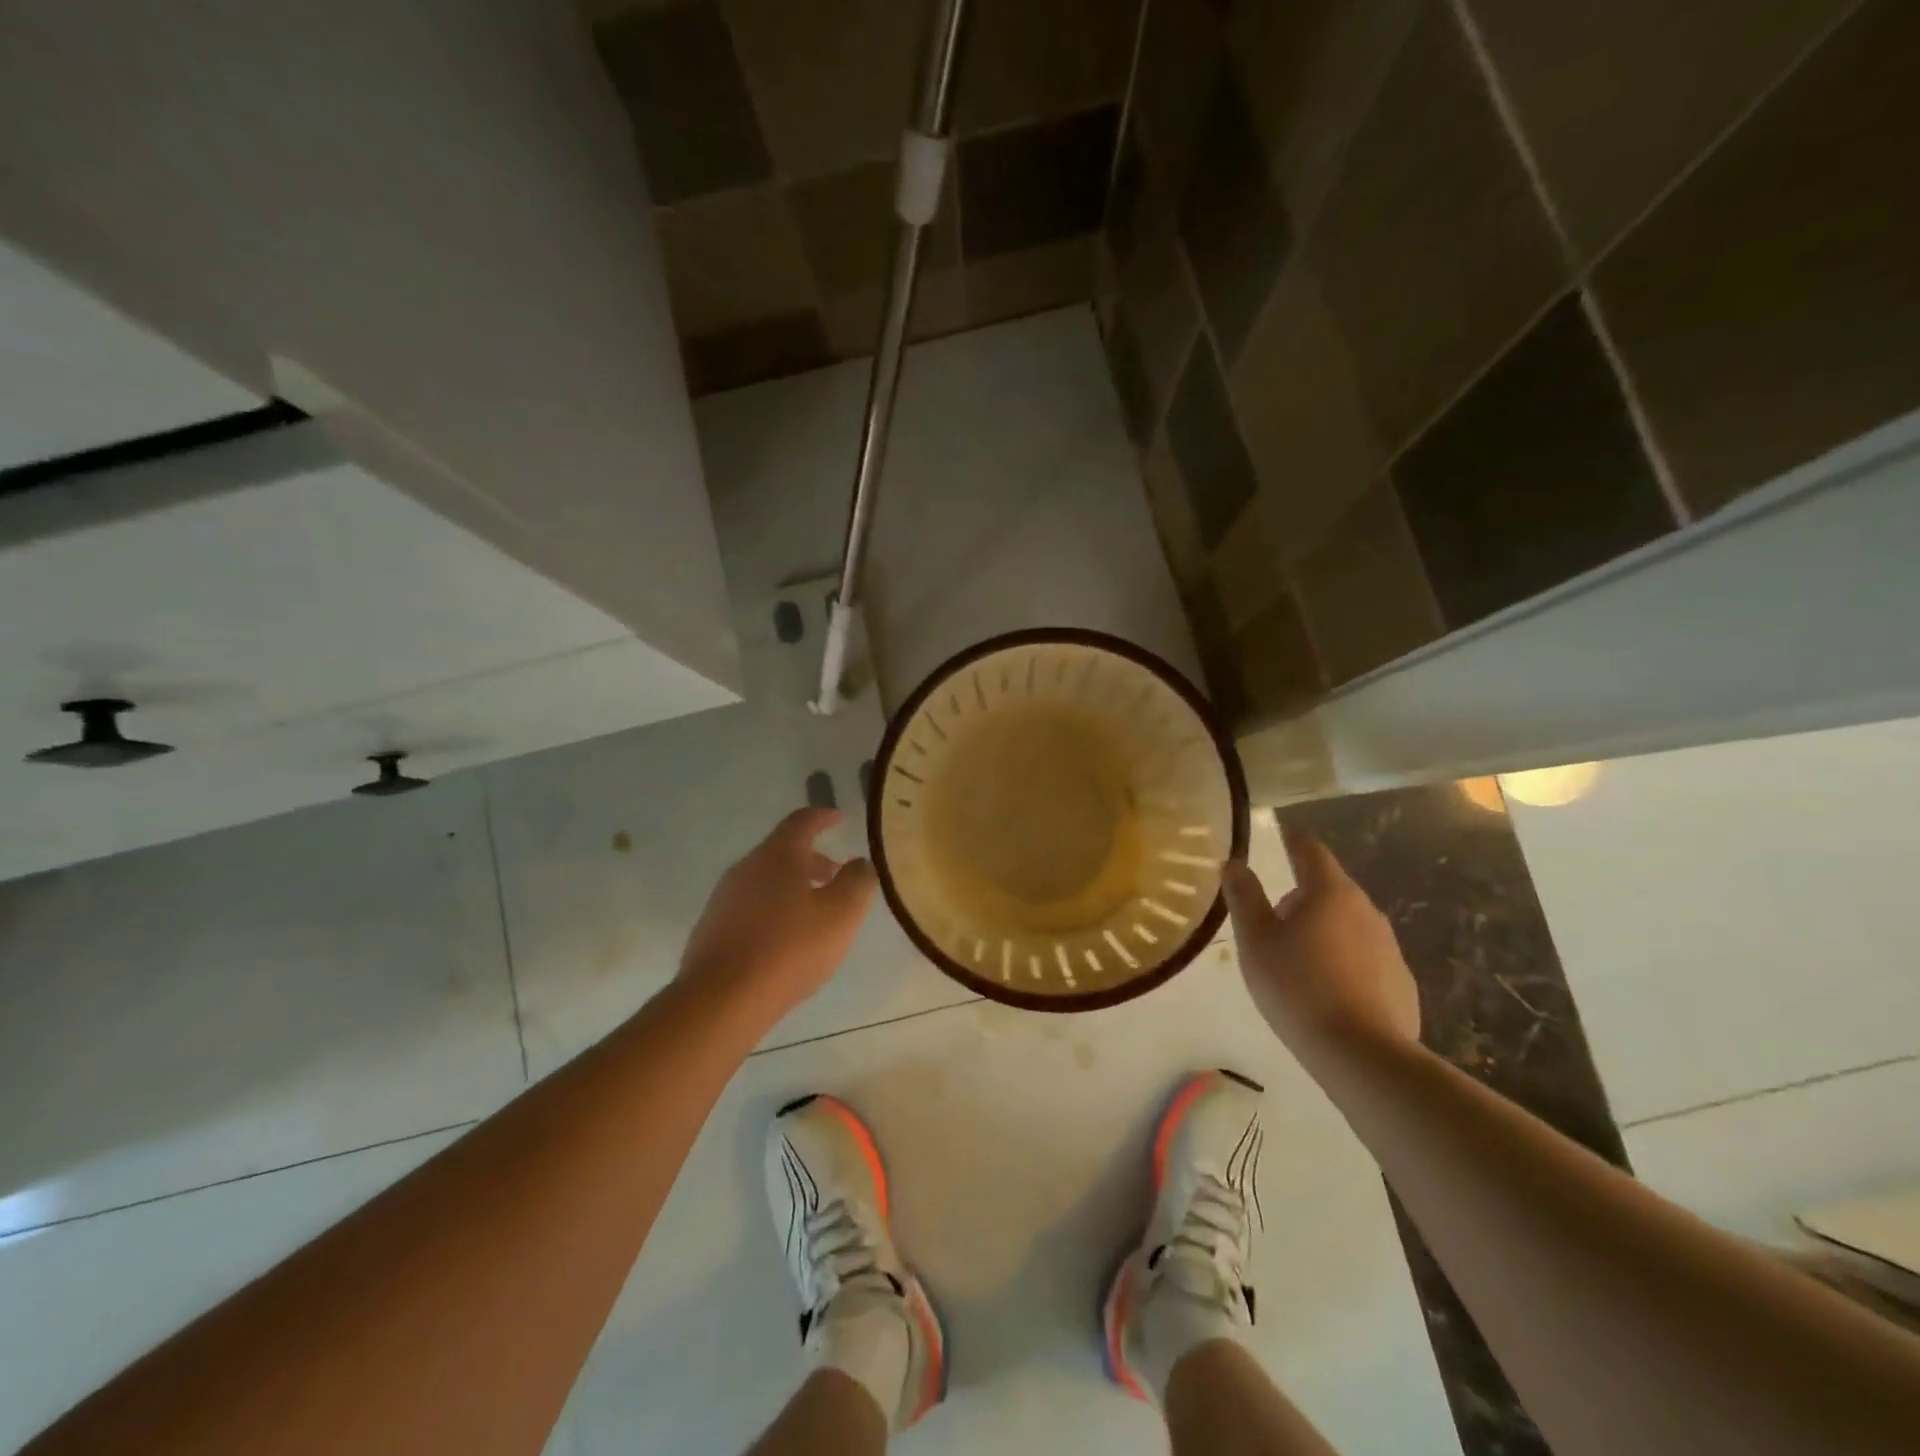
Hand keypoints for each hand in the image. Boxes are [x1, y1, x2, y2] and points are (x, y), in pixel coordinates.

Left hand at [679, 808, 877, 1023]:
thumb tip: (860, 862)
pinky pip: (750, 906)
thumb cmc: (789, 949)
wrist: (721, 1000)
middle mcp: (746, 868)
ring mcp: (724, 899)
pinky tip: (785, 938)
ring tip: (815, 911)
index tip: (838, 818)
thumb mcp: (841, 914)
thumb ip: (857, 882)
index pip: (802, 821)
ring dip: (793, 886)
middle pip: (782, 851)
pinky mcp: (712, 929)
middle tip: (836, 874)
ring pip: (765, 880)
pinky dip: (774, 908)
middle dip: (812, 859)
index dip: (823, 817)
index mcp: (777, 856)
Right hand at [1221, 823, 1420, 1059]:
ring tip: (1296, 962)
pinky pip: (1364, 957)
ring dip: (1322, 929)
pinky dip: (1343, 961)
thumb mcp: (1255, 941)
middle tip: (1271, 922)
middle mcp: (1365, 909)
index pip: (1310, 850)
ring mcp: (1389, 946)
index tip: (1280, 835)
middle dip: (1301, 896)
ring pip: (1347, 923)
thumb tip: (1234, 862)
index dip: (1292, 840)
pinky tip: (1326, 991)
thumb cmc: (1298, 988)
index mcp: (1330, 892)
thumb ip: (1244, 897)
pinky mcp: (1400, 981)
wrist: (1363, 1055)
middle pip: (1329, 888)